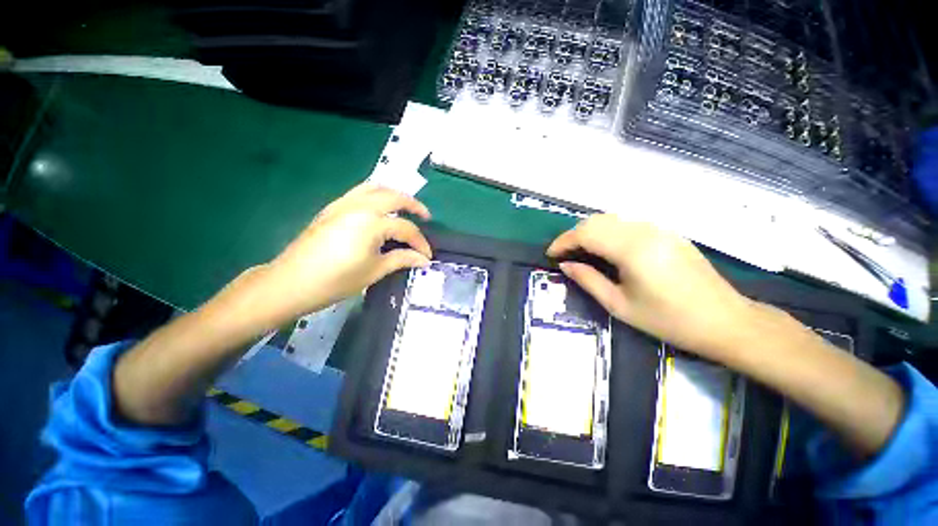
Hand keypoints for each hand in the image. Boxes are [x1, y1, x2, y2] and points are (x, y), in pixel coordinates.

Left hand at [258, 183, 432, 323]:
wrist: (291, 283)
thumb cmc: (336, 281)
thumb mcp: (375, 271)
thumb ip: (402, 259)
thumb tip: (424, 259)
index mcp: (372, 223)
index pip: (405, 229)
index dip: (420, 243)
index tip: (427, 256)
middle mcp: (359, 206)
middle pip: (394, 197)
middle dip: (414, 205)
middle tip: (425, 217)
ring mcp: (343, 204)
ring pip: (375, 188)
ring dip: (395, 194)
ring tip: (405, 207)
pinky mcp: (332, 208)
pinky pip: (359, 192)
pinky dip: (376, 195)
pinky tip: (380, 209)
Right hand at [547, 214, 759, 358]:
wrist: (724, 321)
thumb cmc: (668, 319)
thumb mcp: (619, 305)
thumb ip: (588, 280)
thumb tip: (565, 265)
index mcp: (631, 249)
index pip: (586, 233)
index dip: (563, 241)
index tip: (550, 254)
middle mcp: (644, 230)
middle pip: (597, 221)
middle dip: (574, 235)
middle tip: (563, 254)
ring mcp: (658, 228)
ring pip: (612, 219)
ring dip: (590, 231)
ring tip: (580, 252)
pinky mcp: (667, 232)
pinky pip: (627, 224)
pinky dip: (608, 231)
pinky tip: (605, 249)